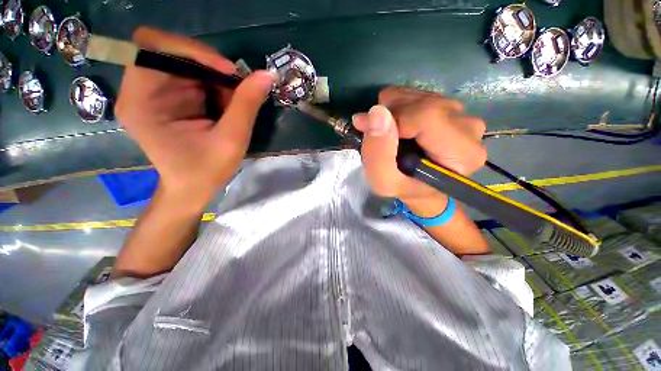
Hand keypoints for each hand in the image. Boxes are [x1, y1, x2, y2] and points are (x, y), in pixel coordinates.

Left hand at [115, 27, 276, 207]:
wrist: (191, 188)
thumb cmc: (206, 170)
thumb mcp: (231, 139)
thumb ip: (247, 105)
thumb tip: (268, 75)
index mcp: (140, 101)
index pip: (153, 47)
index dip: (192, 50)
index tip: (228, 72)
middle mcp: (138, 90)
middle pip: (170, 51)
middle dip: (209, 66)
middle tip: (237, 87)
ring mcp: (151, 93)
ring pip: (184, 63)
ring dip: (214, 78)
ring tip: (232, 102)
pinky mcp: (166, 98)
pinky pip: (190, 76)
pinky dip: (213, 86)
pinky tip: (224, 106)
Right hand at [352, 87, 486, 211]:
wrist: (419, 188)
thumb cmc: (403, 188)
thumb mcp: (383, 182)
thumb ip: (378, 153)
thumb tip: (376, 112)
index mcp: (462, 152)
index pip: (427, 116)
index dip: (394, 120)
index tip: (369, 130)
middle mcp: (469, 127)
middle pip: (423, 103)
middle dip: (389, 116)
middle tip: (376, 136)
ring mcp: (461, 114)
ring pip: (417, 95)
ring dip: (392, 112)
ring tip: (388, 135)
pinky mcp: (448, 107)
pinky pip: (416, 94)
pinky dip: (397, 108)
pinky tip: (396, 127)